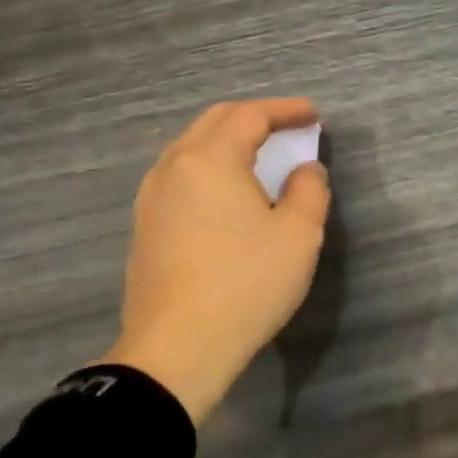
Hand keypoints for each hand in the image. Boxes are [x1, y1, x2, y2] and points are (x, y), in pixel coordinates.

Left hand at [100, 98, 329, 422]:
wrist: (178, 347)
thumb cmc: (246, 284)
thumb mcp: (299, 235)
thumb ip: (309, 191)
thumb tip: (305, 170)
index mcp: (211, 160)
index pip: (249, 116)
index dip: (285, 110)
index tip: (313, 115)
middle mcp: (173, 168)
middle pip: (213, 123)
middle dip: (253, 118)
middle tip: (288, 128)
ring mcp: (151, 198)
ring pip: (190, 149)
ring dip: (227, 142)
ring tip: (258, 156)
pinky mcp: (145, 227)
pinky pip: (179, 178)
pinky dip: (208, 169)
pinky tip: (225, 193)